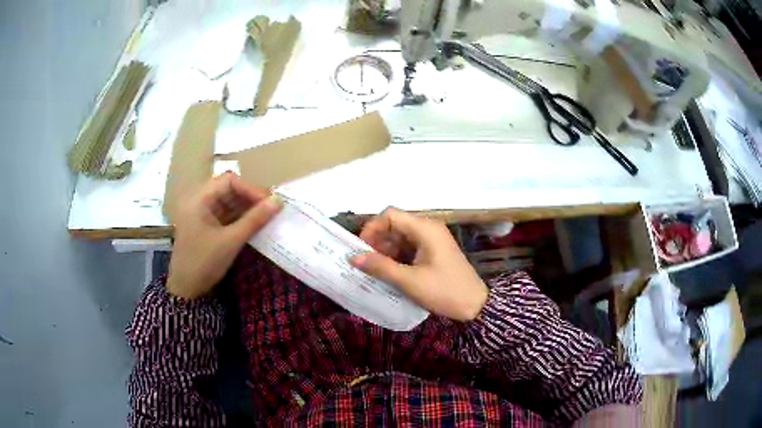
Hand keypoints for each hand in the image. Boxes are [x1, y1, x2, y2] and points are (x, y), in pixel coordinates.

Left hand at [167, 173, 281, 299]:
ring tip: (266, 216)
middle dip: (250, 198)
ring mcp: (202, 214)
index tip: (269, 202)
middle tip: (271, 208)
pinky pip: (226, 215)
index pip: (229, 181)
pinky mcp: (206, 226)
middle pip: (228, 190)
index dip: (250, 188)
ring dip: (247, 208)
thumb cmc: (204, 262)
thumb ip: (254, 220)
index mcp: (199, 199)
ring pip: (229, 203)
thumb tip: (278, 202)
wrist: (186, 289)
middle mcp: (200, 202)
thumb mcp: (231, 241)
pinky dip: (240, 218)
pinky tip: (255, 224)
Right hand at [350, 207, 487, 321]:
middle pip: (394, 224)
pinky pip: (409, 247)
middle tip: (365, 263)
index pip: (390, 215)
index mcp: (424, 228)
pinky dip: (396, 256)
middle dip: (377, 241)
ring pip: (400, 236)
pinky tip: (388, 272)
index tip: (360, 249)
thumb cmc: (444, 291)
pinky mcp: (433, 251)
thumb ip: (380, 267)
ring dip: (385, 250)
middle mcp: (428, 228)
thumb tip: (353, 257)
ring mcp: (431, 239)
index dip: (372, 228)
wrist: (474, 305)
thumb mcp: (409, 281)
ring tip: (374, 270)